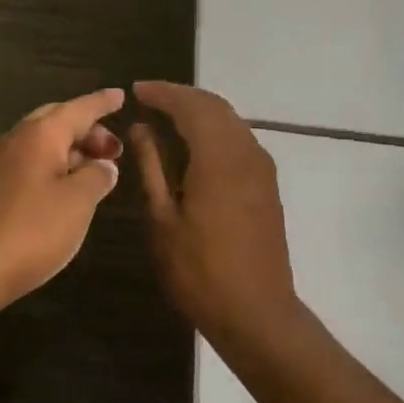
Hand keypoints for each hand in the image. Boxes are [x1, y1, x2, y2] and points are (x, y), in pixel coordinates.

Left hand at [0, 89, 125, 315]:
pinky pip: (31, 164)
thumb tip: (104, 166)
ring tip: (96, 171)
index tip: (121, 96)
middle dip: (88, 130)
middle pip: (57, 121)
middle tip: (113, 149)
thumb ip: (97, 177)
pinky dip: (54, 167)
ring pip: (43, 144)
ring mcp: (1, 164)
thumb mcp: (78, 203)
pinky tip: (67, 190)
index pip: (78, 109)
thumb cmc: (32, 230)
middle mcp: (17, 140)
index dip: (102, 103)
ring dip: (71, 150)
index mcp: (41, 135)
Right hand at [129, 81, 302, 350]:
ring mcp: (262, 169)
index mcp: (219, 158)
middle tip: (149, 99)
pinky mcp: (267, 186)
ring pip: (231, 122)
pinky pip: (239, 141)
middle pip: (215, 107)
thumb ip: (152, 167)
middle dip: (182, 97)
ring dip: (200, 113)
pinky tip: (194, 147)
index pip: (191, 106)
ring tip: (167, 118)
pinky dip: (214, 132)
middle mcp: (247, 153)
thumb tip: (142, 129)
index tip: (136, 90)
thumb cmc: (199, 271)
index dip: (163, 93)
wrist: (256, 312)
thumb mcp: (163, 219)